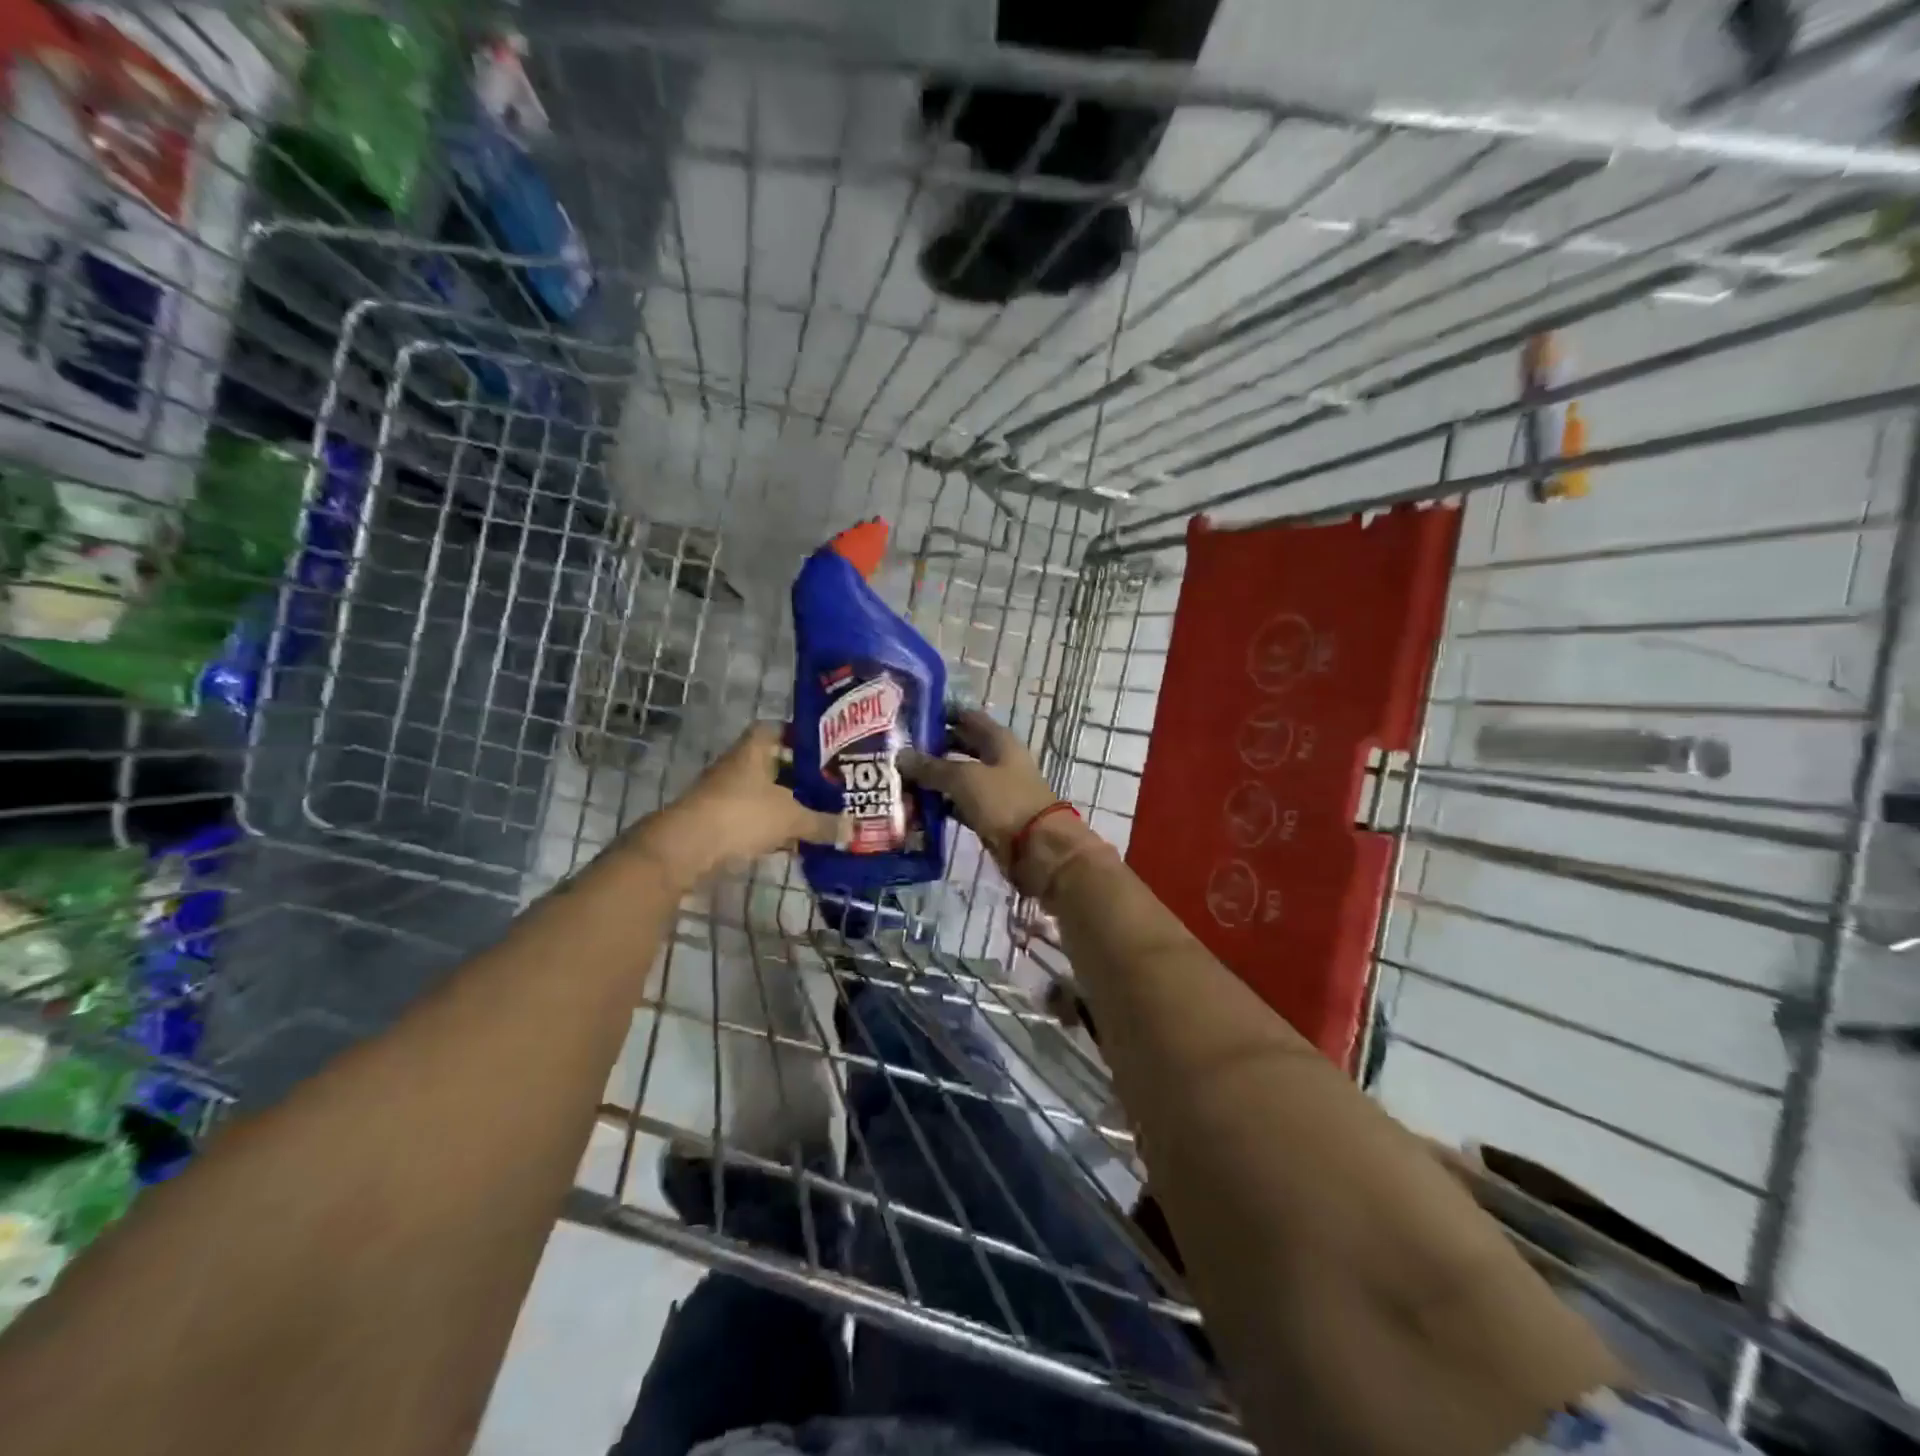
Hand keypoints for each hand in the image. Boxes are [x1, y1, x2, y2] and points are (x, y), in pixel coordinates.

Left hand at [630, 723, 841, 884]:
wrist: (687, 847)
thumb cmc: (742, 815)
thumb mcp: (791, 818)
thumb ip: (823, 822)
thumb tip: (855, 827)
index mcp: (754, 749)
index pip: (777, 729)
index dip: (800, 736)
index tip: (825, 749)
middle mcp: (738, 765)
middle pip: (773, 763)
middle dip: (799, 774)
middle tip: (830, 784)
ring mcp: (725, 793)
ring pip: (763, 792)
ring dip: (786, 802)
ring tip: (818, 812)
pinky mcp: (718, 820)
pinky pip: (753, 817)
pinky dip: (772, 825)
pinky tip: (793, 839)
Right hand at [898, 708, 1061, 869]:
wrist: (1038, 850)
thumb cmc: (1005, 803)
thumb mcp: (965, 778)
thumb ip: (932, 767)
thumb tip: (901, 756)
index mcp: (999, 740)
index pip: (966, 717)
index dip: (940, 715)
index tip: (909, 719)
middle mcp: (997, 760)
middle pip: (960, 746)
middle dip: (931, 749)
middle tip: (897, 752)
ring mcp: (995, 789)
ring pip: (958, 777)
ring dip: (934, 779)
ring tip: (899, 779)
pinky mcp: (990, 815)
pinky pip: (960, 803)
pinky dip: (941, 804)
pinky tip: (917, 808)